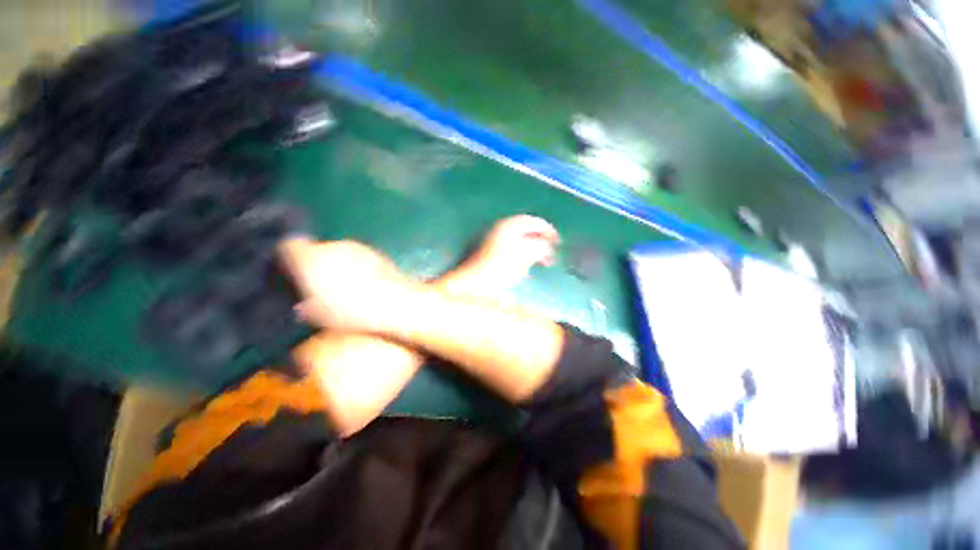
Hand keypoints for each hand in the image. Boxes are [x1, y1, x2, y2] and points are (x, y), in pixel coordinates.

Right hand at [279, 238, 413, 332]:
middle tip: (322, 286)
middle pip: (316, 250)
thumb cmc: (351, 310)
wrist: (394, 301)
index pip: (288, 246)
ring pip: (338, 252)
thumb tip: (304, 305)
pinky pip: (358, 256)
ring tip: (346, 286)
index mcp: (310, 259)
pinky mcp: (375, 252)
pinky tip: (365, 282)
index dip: (288, 258)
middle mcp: (332, 247)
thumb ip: (305, 304)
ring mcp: (356, 247)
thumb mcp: (318, 315)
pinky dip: (357, 265)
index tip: (292, 273)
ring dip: (338, 264)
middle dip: (317, 264)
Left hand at [447, 215, 559, 294]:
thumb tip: (548, 245)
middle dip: (541, 241)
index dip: (549, 231)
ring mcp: (495, 238)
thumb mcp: (525, 256)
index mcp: (511, 224)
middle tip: (551, 253)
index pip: (535, 221)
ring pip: (520, 239)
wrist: (476, 282)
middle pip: (527, 229)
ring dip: (533, 248)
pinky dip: (522, 254)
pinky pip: (513, 247)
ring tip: (541, 262)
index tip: (558, 243)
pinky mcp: (491, 251)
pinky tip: (525, 266)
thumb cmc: (501, 267)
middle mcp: (502, 227)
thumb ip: (540, 247)